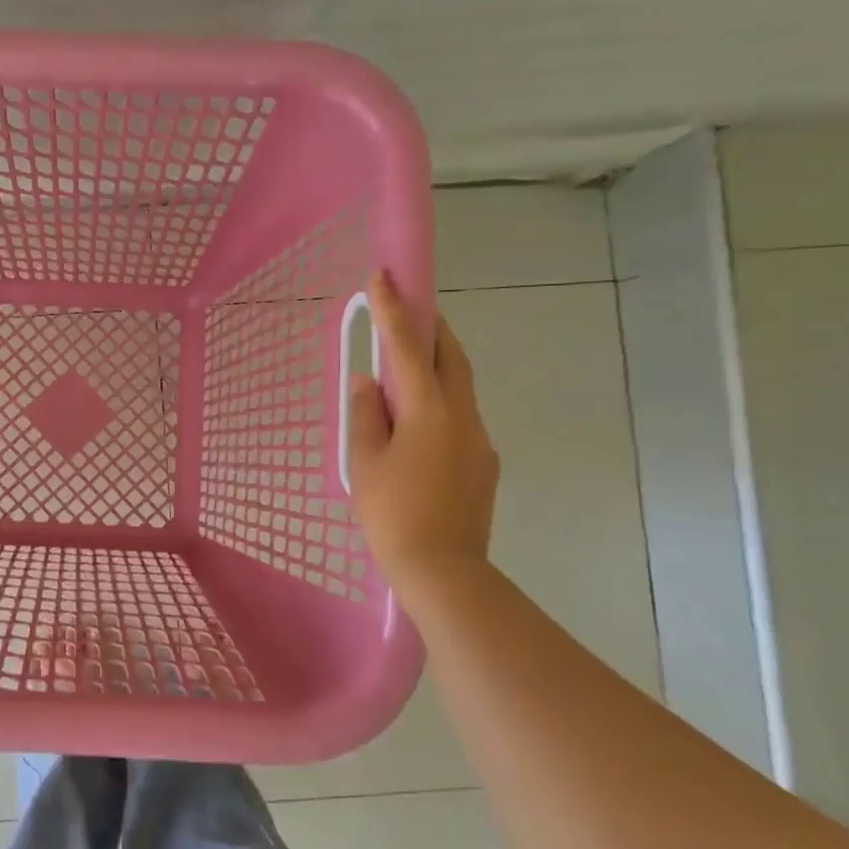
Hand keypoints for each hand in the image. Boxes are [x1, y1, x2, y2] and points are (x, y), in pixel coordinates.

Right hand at [345, 271, 499, 599]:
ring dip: (435, 368)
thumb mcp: (364, 462)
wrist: (444, 572)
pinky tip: (417, 428)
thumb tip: (368, 383)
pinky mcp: (483, 465)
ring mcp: (479, 440)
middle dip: (430, 328)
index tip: (383, 275)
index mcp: (429, 410)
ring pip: (458, 388)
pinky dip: (439, 404)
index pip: (408, 347)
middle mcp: (462, 416)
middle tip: (407, 311)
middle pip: (450, 358)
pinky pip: (459, 418)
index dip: (394, 309)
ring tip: (404, 373)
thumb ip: (365, 415)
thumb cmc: (392, 514)